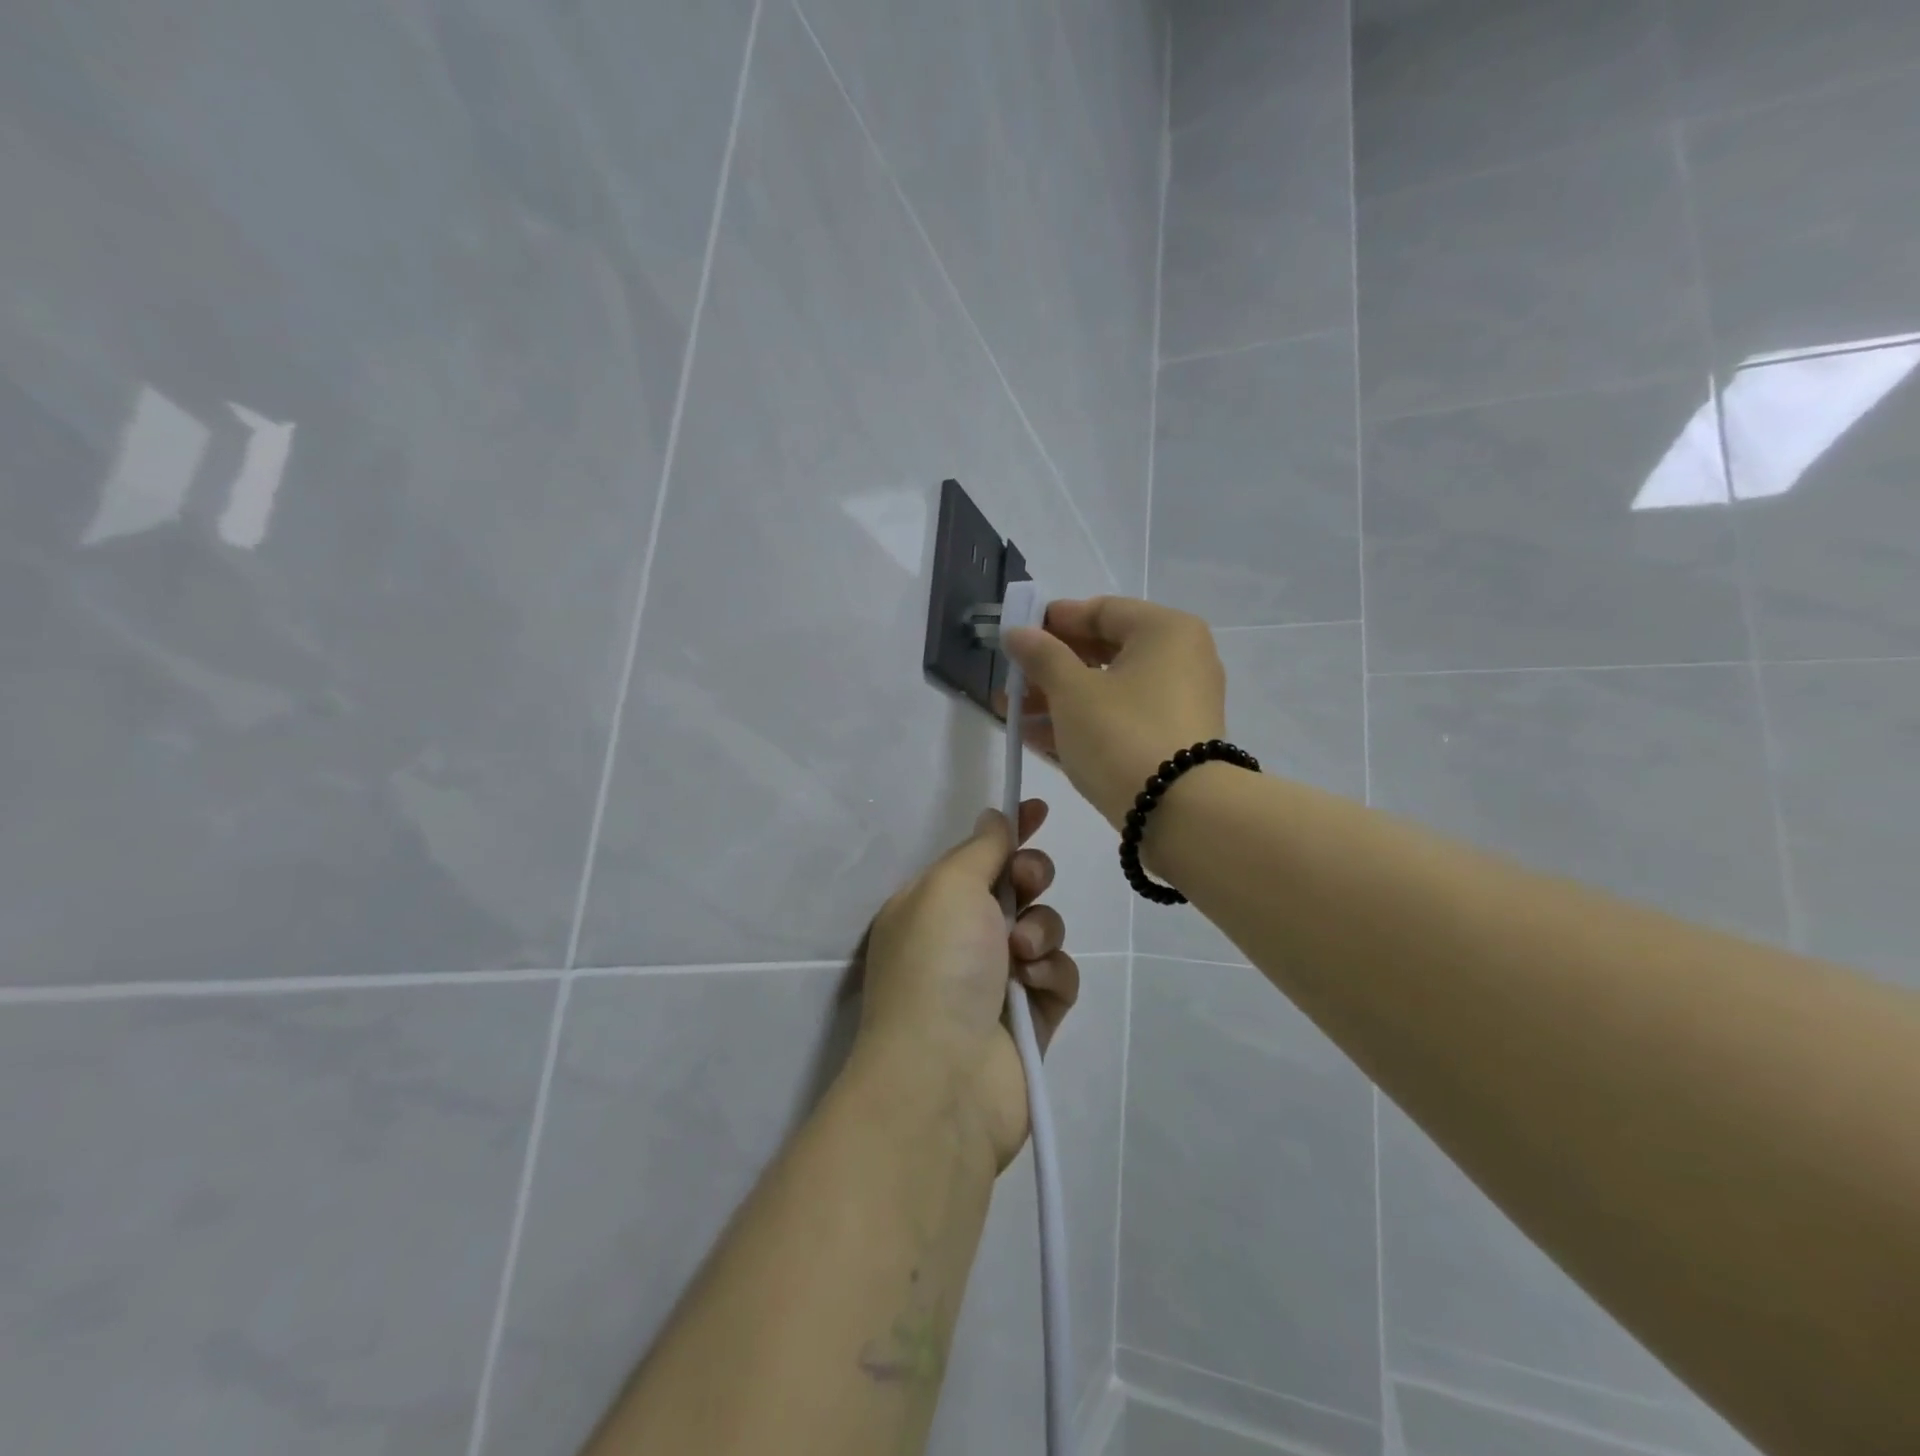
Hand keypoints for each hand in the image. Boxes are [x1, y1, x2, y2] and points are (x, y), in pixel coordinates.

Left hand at [851, 800, 1078, 1171]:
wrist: (943, 1078)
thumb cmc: (938, 966)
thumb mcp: (949, 887)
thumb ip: (980, 849)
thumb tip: (993, 819)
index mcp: (931, 905)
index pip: (977, 854)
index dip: (1009, 831)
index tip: (1039, 810)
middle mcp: (962, 938)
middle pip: (1016, 887)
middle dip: (1031, 877)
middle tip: (1026, 884)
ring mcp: (997, 979)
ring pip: (1045, 928)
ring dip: (1041, 930)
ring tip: (1021, 954)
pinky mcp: (1031, 1017)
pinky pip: (1059, 975)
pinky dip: (1052, 974)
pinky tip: (1034, 988)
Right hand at [1004, 597, 1226, 829]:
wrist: (1180, 813)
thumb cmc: (1122, 733)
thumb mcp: (1071, 691)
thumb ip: (1041, 656)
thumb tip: (1018, 633)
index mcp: (1165, 631)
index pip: (1102, 610)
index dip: (1054, 620)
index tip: (1017, 634)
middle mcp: (1180, 659)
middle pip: (1103, 652)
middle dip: (1050, 666)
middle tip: (1011, 678)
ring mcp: (1178, 704)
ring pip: (1108, 690)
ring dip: (1057, 699)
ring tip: (1011, 713)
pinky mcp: (1172, 742)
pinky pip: (1119, 720)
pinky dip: (1082, 723)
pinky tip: (1036, 737)